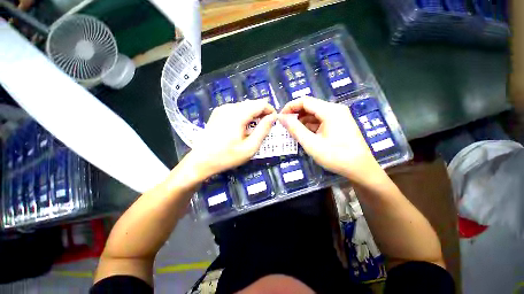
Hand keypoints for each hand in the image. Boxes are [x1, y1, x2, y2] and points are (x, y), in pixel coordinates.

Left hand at [186, 100, 276, 180]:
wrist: (201, 160)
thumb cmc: (227, 156)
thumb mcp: (250, 147)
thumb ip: (263, 130)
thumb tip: (273, 117)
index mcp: (238, 114)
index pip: (261, 103)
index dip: (270, 110)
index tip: (273, 121)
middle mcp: (229, 107)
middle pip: (252, 103)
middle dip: (262, 113)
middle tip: (265, 127)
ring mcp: (222, 109)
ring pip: (244, 106)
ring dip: (252, 114)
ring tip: (253, 129)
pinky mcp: (217, 113)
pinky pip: (236, 109)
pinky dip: (243, 115)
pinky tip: (242, 127)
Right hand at [279, 97, 381, 183]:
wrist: (360, 169)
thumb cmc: (336, 156)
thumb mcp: (311, 144)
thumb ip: (295, 129)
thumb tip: (281, 118)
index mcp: (330, 111)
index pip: (305, 101)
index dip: (290, 107)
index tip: (280, 117)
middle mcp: (335, 109)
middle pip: (310, 106)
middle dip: (295, 114)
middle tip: (285, 126)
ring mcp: (338, 116)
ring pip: (314, 114)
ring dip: (302, 121)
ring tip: (292, 131)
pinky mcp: (339, 123)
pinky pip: (320, 120)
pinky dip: (310, 126)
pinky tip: (304, 134)